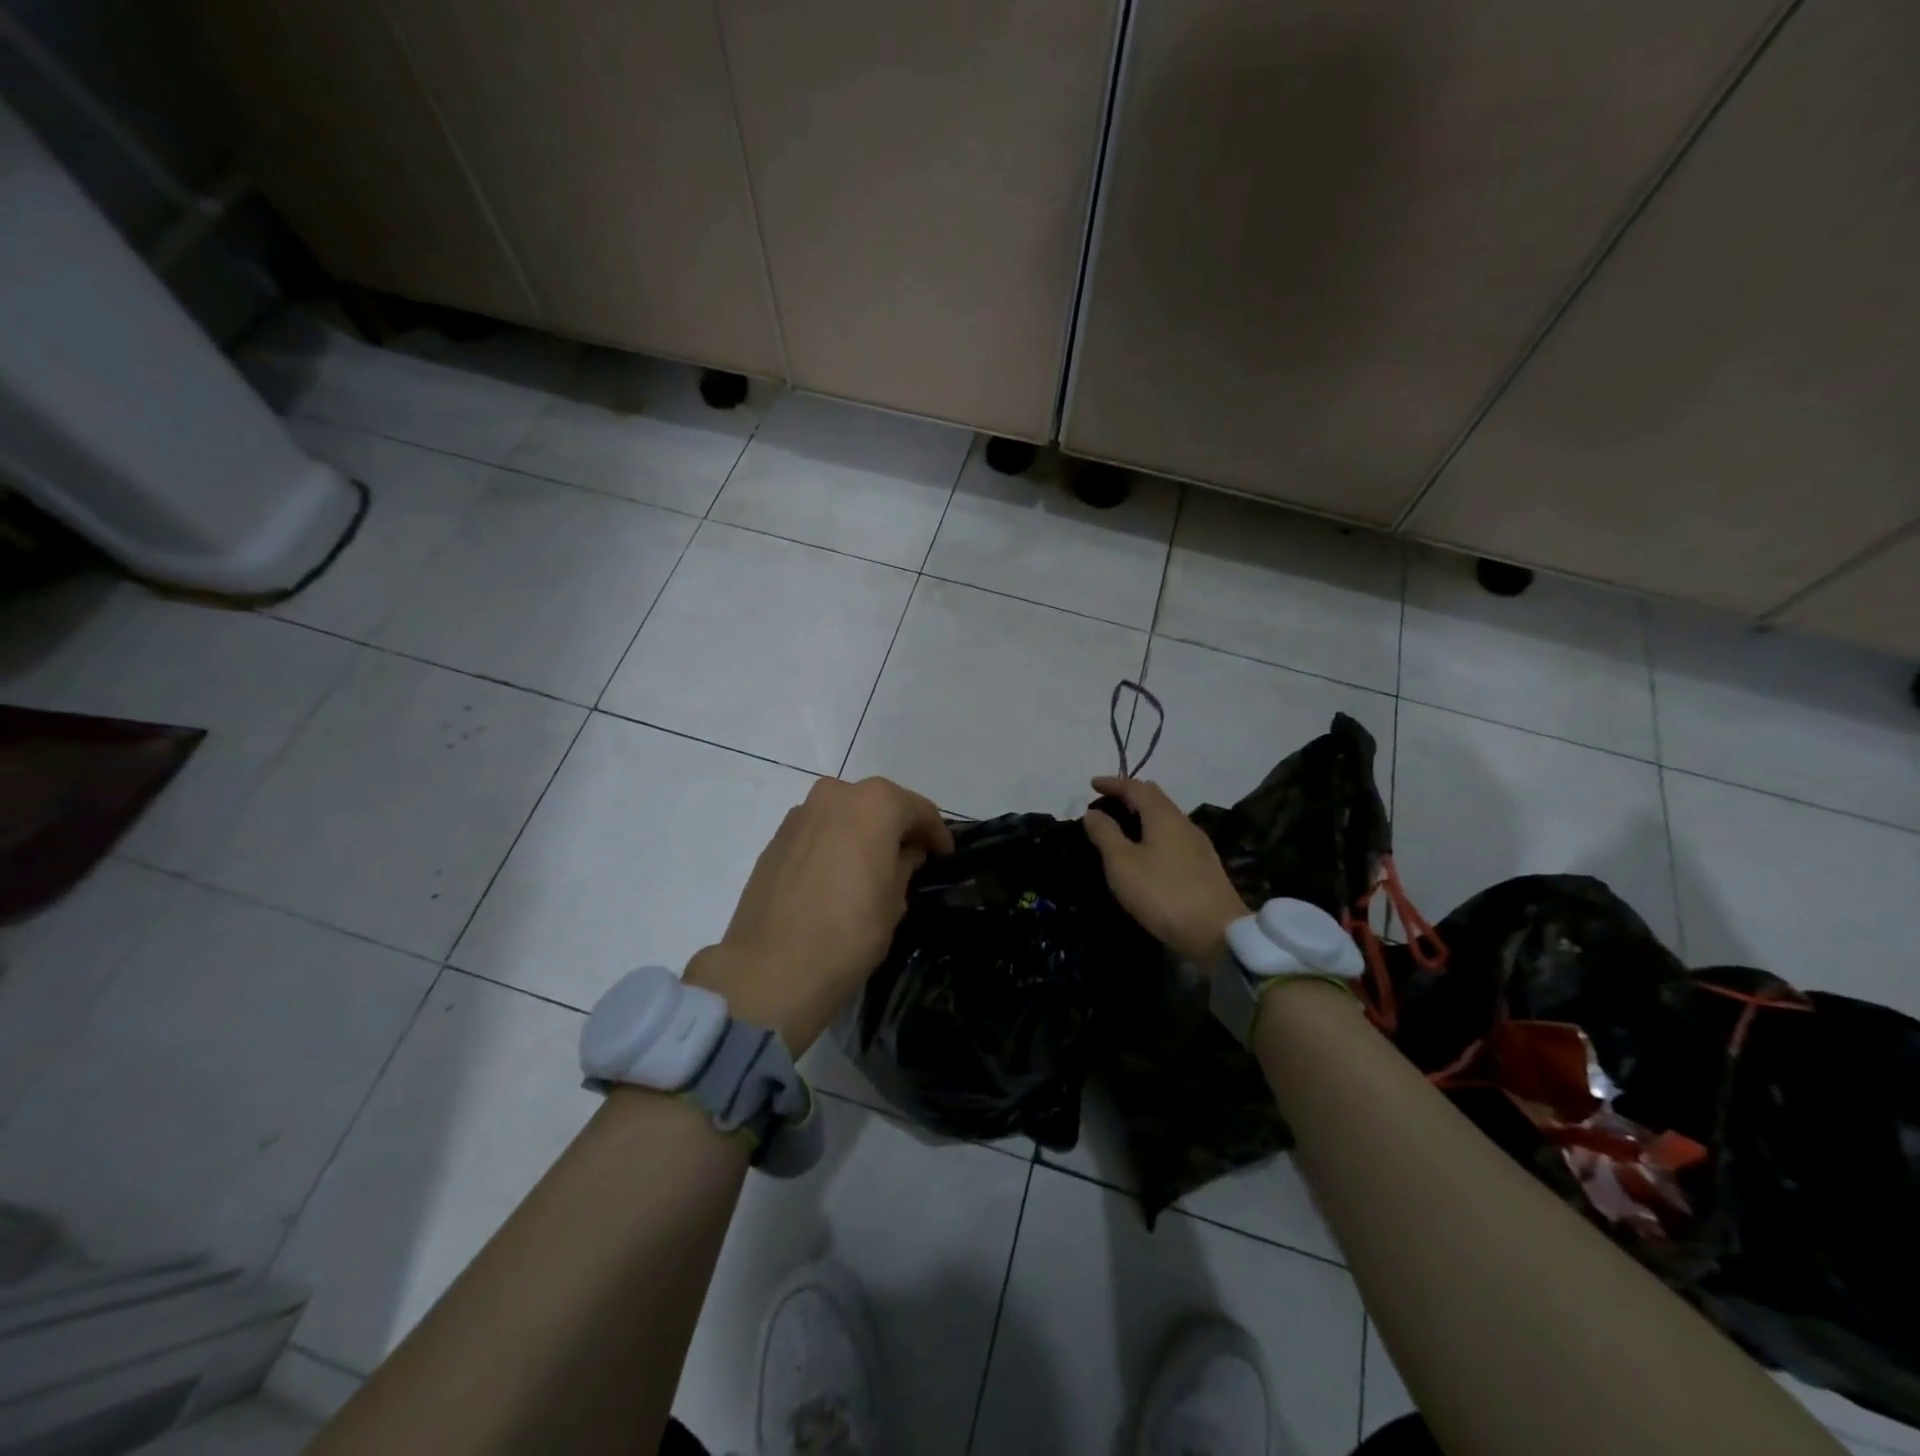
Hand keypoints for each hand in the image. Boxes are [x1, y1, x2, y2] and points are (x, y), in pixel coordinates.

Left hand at [685, 776, 953, 1052]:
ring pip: (844, 815)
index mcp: (874, 803)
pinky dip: (834, 844)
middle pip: (877, 804)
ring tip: (872, 867)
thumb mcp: (895, 901)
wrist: (771, 969)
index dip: (935, 833)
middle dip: (896, 827)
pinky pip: (817, 833)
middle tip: (911, 858)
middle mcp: (835, 795)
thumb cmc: (849, 932)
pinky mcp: (774, 840)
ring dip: (862, 833)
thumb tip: (906, 853)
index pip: (917, 809)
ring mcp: (799, 815)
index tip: (944, 856)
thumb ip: (904, 865)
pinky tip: (838, 876)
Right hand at [1084, 776, 1248, 963]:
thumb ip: (1106, 834)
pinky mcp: (1205, 865)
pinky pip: (1174, 836)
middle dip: (1130, 795)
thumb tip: (1092, 813)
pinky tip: (1149, 850)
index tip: (1092, 784)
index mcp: (1163, 816)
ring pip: (1167, 817)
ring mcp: (1198, 845)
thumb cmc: (1163, 893)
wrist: (1217, 933)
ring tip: (1124, 826)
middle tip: (1108, 802)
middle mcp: (1184, 823)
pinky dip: (1155, 832)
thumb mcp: (1122, 864)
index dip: (1113, 783)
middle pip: (1155, 798)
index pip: (1136, 788)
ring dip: (1144, 815)